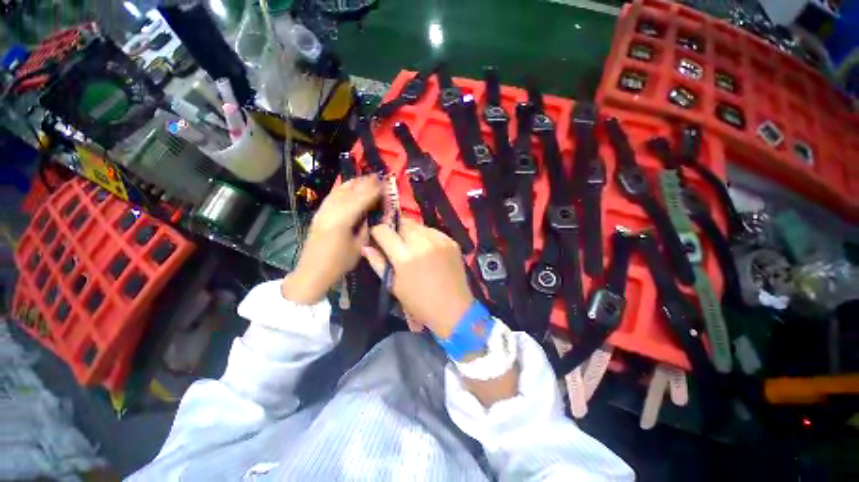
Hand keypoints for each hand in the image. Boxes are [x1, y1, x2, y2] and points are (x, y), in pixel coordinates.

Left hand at [281, 176, 381, 303]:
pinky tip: (348, 186)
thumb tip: (374, 214)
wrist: (312, 272)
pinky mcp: (319, 214)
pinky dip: (342, 188)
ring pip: (339, 191)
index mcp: (342, 220)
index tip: (384, 183)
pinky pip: (332, 196)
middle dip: (364, 183)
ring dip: (353, 183)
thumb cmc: (338, 263)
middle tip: (377, 176)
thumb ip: (366, 228)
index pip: (360, 200)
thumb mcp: (358, 247)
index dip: (373, 190)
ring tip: (365, 178)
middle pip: (349, 192)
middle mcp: (330, 211)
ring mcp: (322, 211)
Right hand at [362, 219, 473, 338]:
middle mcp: (422, 242)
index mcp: (405, 257)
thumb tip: (366, 246)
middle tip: (396, 242)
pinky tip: (427, 249)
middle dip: (395, 230)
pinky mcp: (451, 241)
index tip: (377, 238)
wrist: (454, 309)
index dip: (377, 232)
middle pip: (402, 223)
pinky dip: (426, 236)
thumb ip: (378, 262)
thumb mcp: (394, 286)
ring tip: (412, 246)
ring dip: (411, 232)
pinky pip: (433, 231)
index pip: (384, 231)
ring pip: (418, 225)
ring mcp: (439, 240)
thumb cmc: (420, 303)